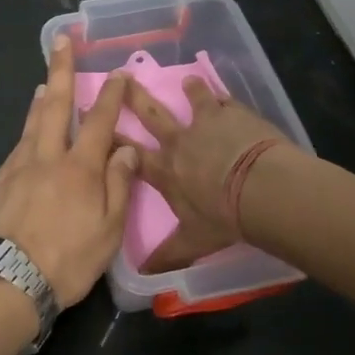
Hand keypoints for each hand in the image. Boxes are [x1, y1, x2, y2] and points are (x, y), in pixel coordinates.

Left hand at [0, 36, 136, 306]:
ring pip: (32, 123)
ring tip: (43, 82)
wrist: (6, 280)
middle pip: (54, 104)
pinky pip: (18, 145)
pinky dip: (27, 130)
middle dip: (60, 69)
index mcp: (80, 168)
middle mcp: (47, 157)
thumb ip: (118, 186)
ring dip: (40, 99)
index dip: (110, 94)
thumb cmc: (66, 260)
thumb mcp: (108, 231)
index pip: (99, 121)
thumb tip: (125, 148)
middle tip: (59, 41)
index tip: (117, 72)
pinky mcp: (0, 181)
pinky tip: (29, 134)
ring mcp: (18, 166)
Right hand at [124, 76, 301, 273]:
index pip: (128, 153)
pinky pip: (226, 101)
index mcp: (165, 171)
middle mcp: (180, 142)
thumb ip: (169, 255)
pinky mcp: (234, 114)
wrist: (264, 189)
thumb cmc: (224, 217)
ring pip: (193, 100)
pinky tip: (226, 94)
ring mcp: (207, 123)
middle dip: (133, 97)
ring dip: (190, 91)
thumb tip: (143, 277)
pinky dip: (224, 98)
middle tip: (121, 77)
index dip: (110, 138)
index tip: (90, 118)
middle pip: (151, 115)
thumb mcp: (194, 241)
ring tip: (188, 80)